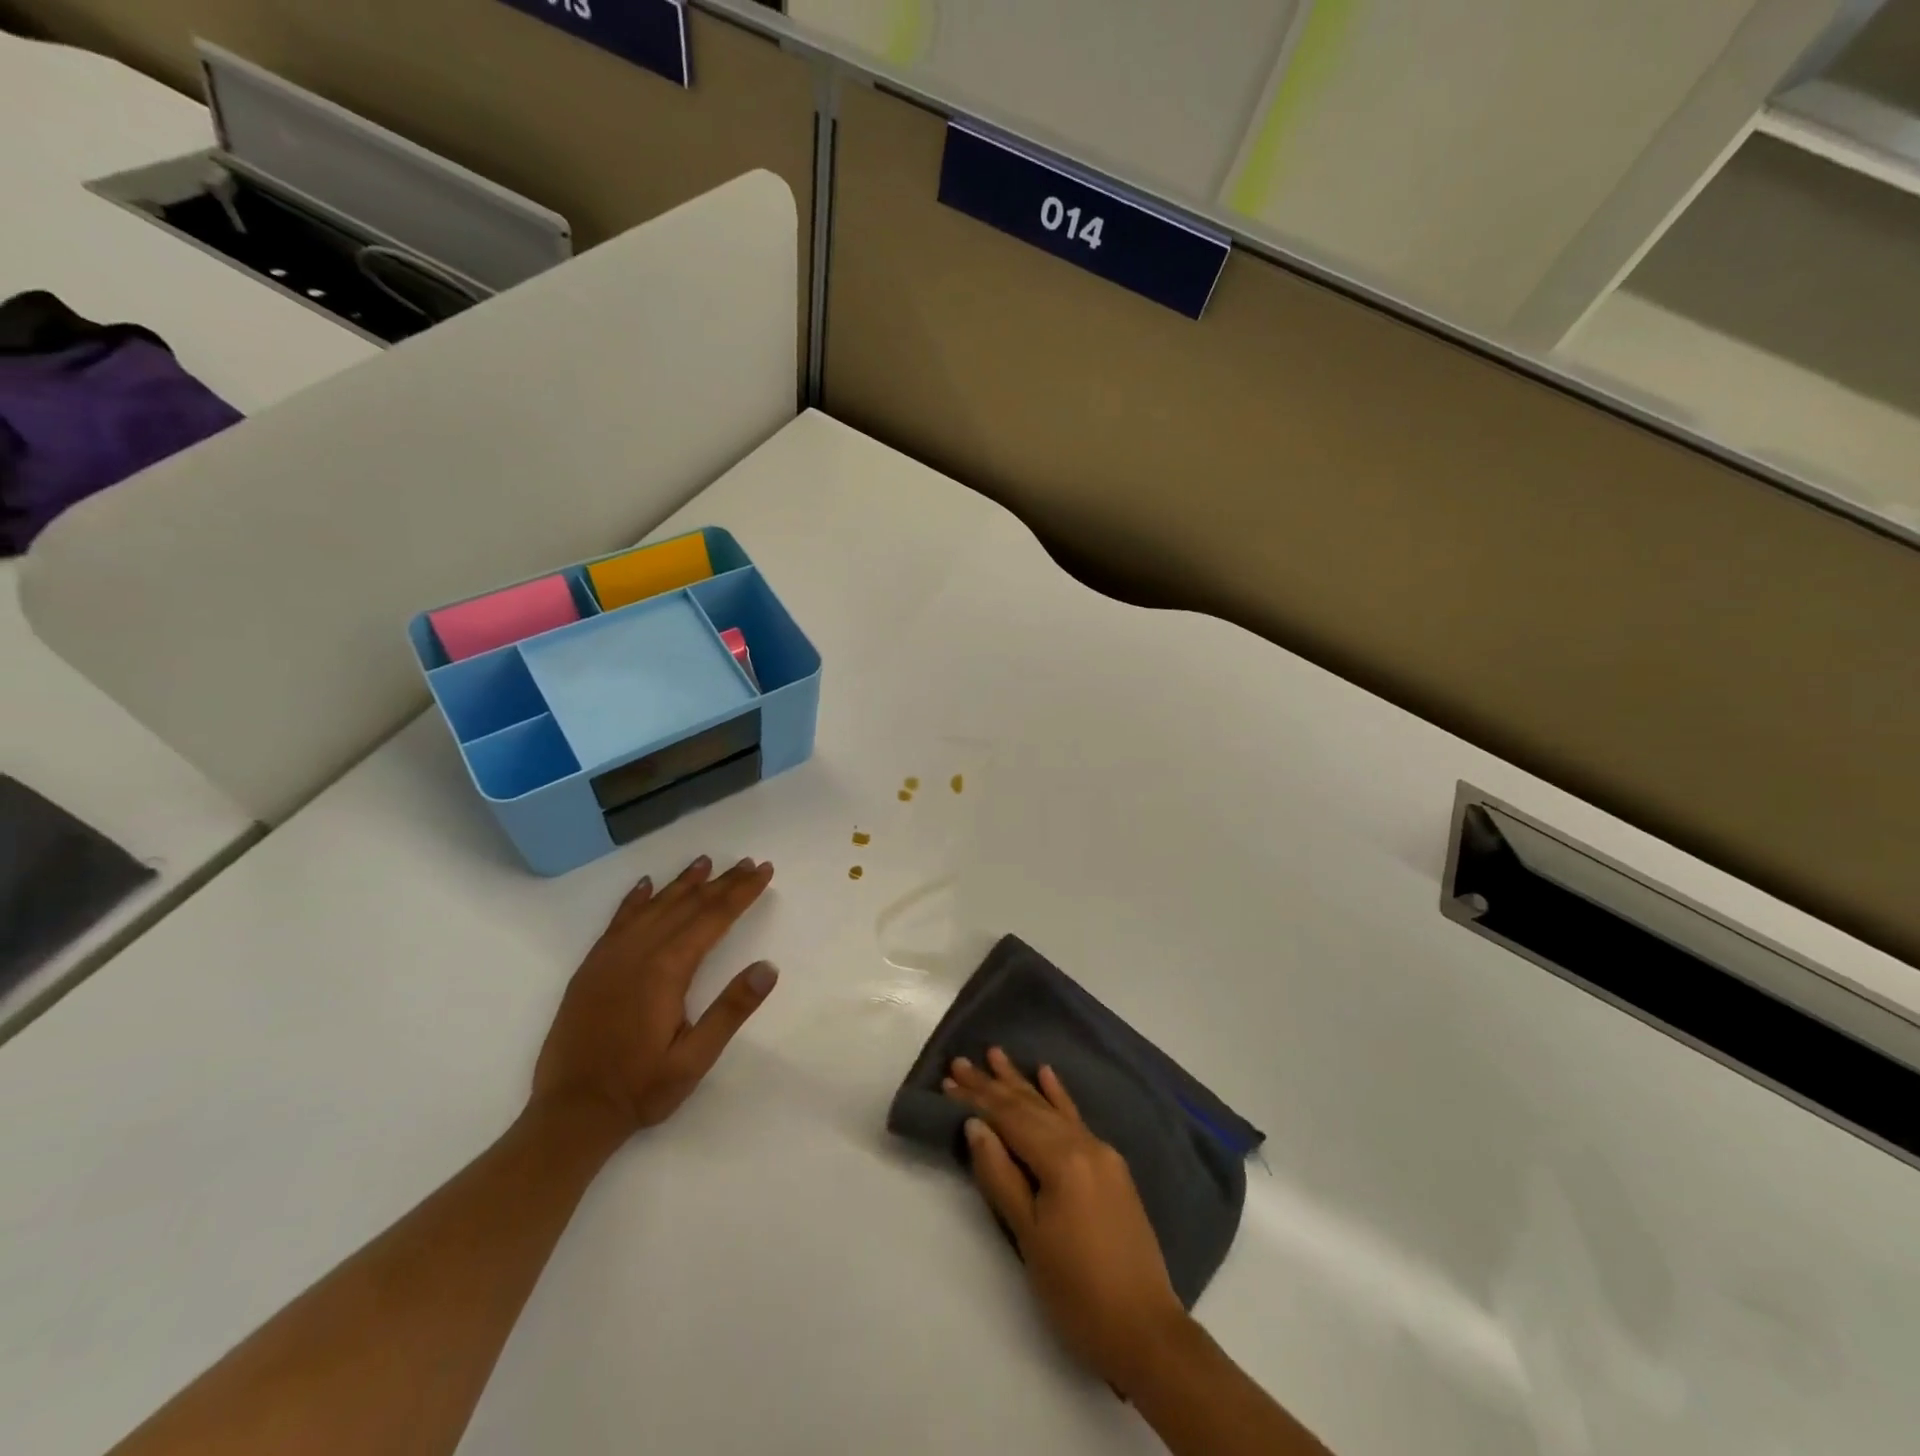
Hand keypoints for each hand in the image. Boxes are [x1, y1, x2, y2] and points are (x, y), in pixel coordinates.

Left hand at [532, 855, 778, 1137]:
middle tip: (747, 862)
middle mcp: (637, 953)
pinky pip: (617, 922)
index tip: (763, 870)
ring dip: (681, 884)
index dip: (741, 892)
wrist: (570, 1114)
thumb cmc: (640, 1088)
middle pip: (687, 906)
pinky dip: (635, 900)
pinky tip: (645, 886)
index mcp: (666, 970)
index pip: (713, 918)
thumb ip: (731, 1011)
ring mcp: (609, 958)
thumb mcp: (695, 1059)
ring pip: (653, 907)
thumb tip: (768, 968)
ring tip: (704, 862)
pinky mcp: (591, 969)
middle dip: (720, 882)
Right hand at [945, 1048, 1188, 1394]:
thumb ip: (1001, 1175)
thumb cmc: (1077, 1291)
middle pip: (1029, 1108)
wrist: (1145, 1331)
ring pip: (1052, 1109)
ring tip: (997, 1055)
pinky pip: (1077, 1120)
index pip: (1010, 1119)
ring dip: (1022, 1083)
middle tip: (961, 1062)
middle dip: (993, 1085)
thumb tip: (975, 1126)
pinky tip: (1047, 1074)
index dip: (977, 1100)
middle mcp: (1084, 1144)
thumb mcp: (1029, 1236)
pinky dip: (1059, 1097)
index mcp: (1063, 1160)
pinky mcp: (1111, 1167)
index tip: (948, 1080)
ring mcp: (1102, 1153)